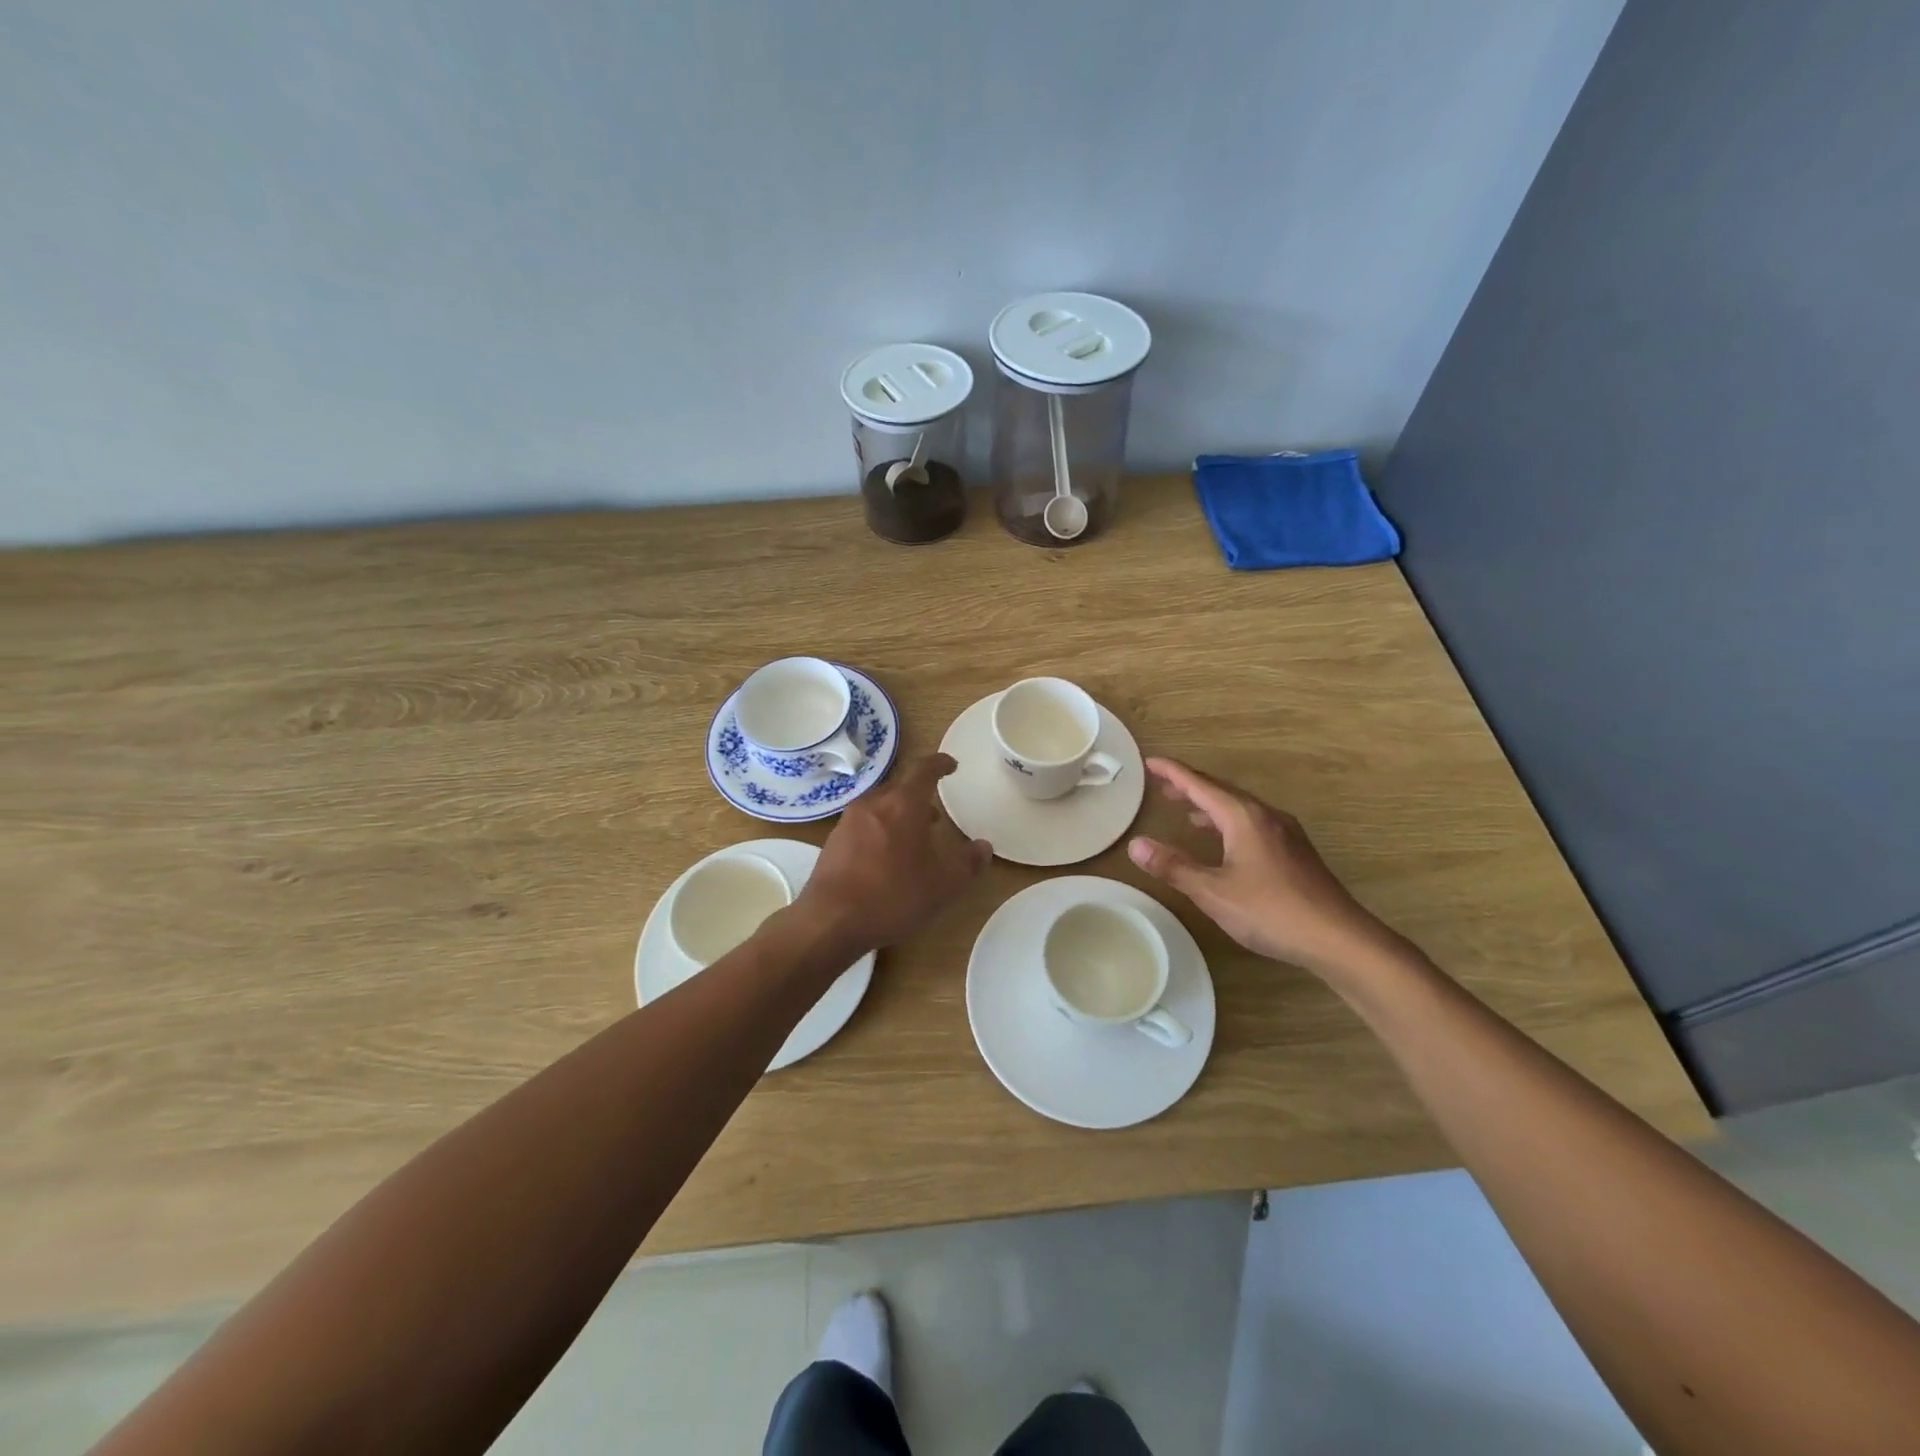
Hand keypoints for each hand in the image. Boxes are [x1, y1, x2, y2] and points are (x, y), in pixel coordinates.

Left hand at [794, 754, 991, 951]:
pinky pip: (863, 826)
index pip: (924, 769)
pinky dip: (880, 832)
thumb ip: (968, 864)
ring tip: (913, 840)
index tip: (951, 765)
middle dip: (920, 797)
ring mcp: (848, 822)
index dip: (940, 764)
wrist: (831, 921)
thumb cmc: (893, 896)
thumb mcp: (944, 885)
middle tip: (935, 816)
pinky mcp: (833, 842)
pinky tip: (885, 860)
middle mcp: (873, 804)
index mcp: (902, 804)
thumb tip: (983, 847)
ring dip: (899, 816)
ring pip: (880, 807)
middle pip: (900, 788)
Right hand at [1128, 758, 1397, 975]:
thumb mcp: (1213, 891)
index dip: (1172, 772)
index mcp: (1243, 817)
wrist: (1339, 938)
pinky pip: (1252, 823)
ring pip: (1239, 808)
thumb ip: (1174, 866)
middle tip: (1161, 786)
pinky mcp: (1295, 852)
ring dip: (1210, 805)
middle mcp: (1265, 816)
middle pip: (1221, 791)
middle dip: (1189, 786)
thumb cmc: (1271, 911)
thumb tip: (1136, 844)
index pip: (1200, 784)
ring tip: (1186, 811)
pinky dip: (1228, 822)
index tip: (1149, 762)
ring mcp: (1285, 833)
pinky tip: (1224, 842)